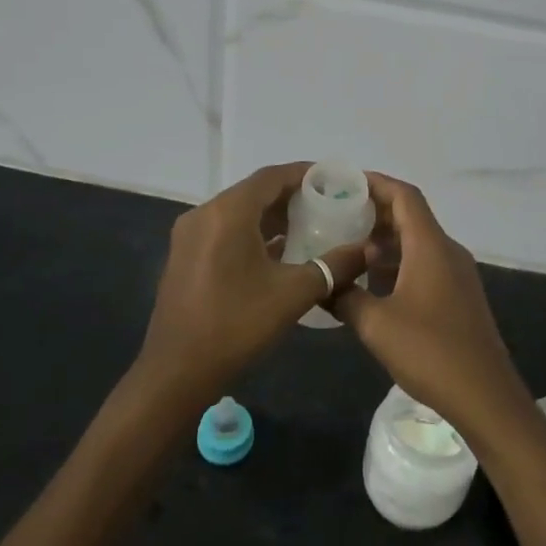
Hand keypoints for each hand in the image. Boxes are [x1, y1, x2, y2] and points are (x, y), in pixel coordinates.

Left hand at [133, 163, 368, 410]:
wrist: (177, 371)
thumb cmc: (237, 325)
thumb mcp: (293, 294)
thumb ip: (333, 266)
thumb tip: (369, 250)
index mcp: (228, 213)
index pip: (271, 177)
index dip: (304, 174)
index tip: (333, 180)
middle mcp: (204, 214)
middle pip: (253, 191)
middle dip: (290, 195)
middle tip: (327, 204)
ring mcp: (189, 235)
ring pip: (238, 212)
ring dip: (271, 215)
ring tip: (308, 225)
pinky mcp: (184, 256)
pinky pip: (224, 230)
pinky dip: (251, 232)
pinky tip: (277, 251)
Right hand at [332, 172, 533, 443]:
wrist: (485, 396)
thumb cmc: (430, 352)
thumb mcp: (376, 324)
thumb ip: (345, 297)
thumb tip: (321, 283)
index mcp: (431, 246)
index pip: (404, 196)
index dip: (375, 183)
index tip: (344, 183)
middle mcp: (447, 251)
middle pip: (410, 216)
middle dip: (374, 213)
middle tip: (336, 216)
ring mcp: (457, 274)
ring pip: (417, 242)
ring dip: (385, 242)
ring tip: (347, 249)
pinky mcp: (459, 296)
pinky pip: (425, 264)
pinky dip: (398, 264)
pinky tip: (372, 285)